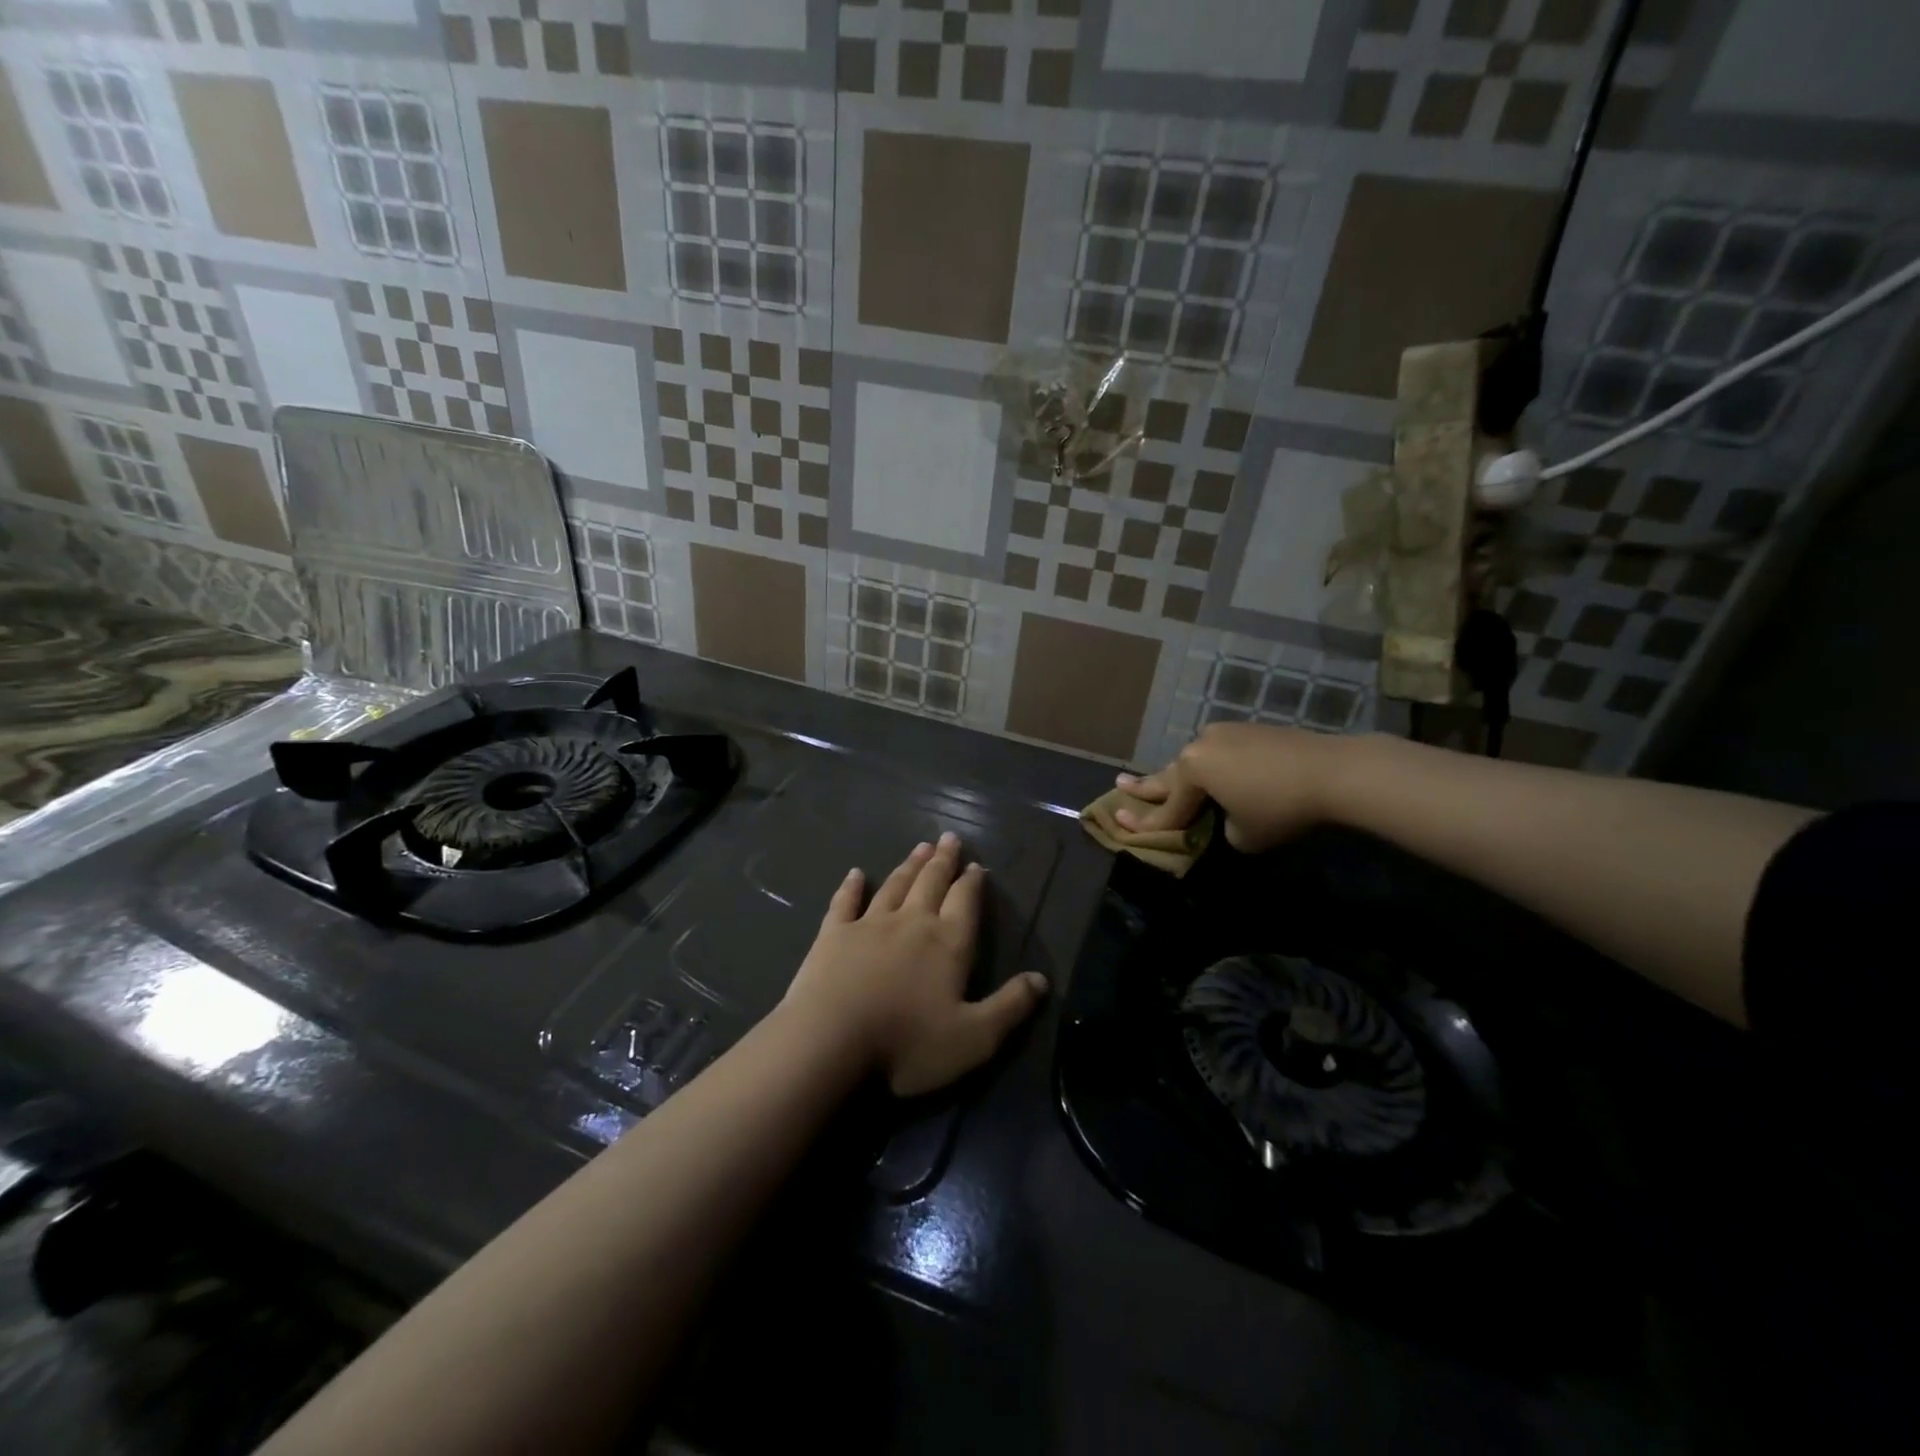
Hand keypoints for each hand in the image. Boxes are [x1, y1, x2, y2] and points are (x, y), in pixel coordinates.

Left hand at [782, 834, 1048, 1096]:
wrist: (830, 1040)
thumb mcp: (973, 1038)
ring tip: (920, 847)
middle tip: (949, 838)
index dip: (973, 883)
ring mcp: (869, 924)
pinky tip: (856, 874)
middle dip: (943, 861)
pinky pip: (845, 902)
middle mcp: (911, 922)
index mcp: (947, 943)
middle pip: (931, 883)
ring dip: (909, 866)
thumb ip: (1010, 1007)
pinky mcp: (833, 934)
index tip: (976, 865)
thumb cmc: (906, 1042)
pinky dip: (851, 886)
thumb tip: (1042, 979)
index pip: (965, 902)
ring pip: (895, 886)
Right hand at [1114, 722, 1338, 853]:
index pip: (1167, 808)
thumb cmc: (1280, 807)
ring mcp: (1224, 734)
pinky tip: (1212, 772)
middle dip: (1143, 785)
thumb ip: (1222, 827)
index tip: (1118, 824)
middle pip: (1168, 775)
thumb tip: (1227, 816)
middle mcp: (1199, 747)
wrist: (1331, 770)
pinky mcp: (1248, 731)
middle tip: (1118, 785)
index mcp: (1191, 772)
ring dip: (1180, 776)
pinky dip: (1211, 768)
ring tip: (1160, 781)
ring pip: (1193, 762)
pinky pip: (1218, 753)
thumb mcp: (1243, 835)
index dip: (1144, 824)